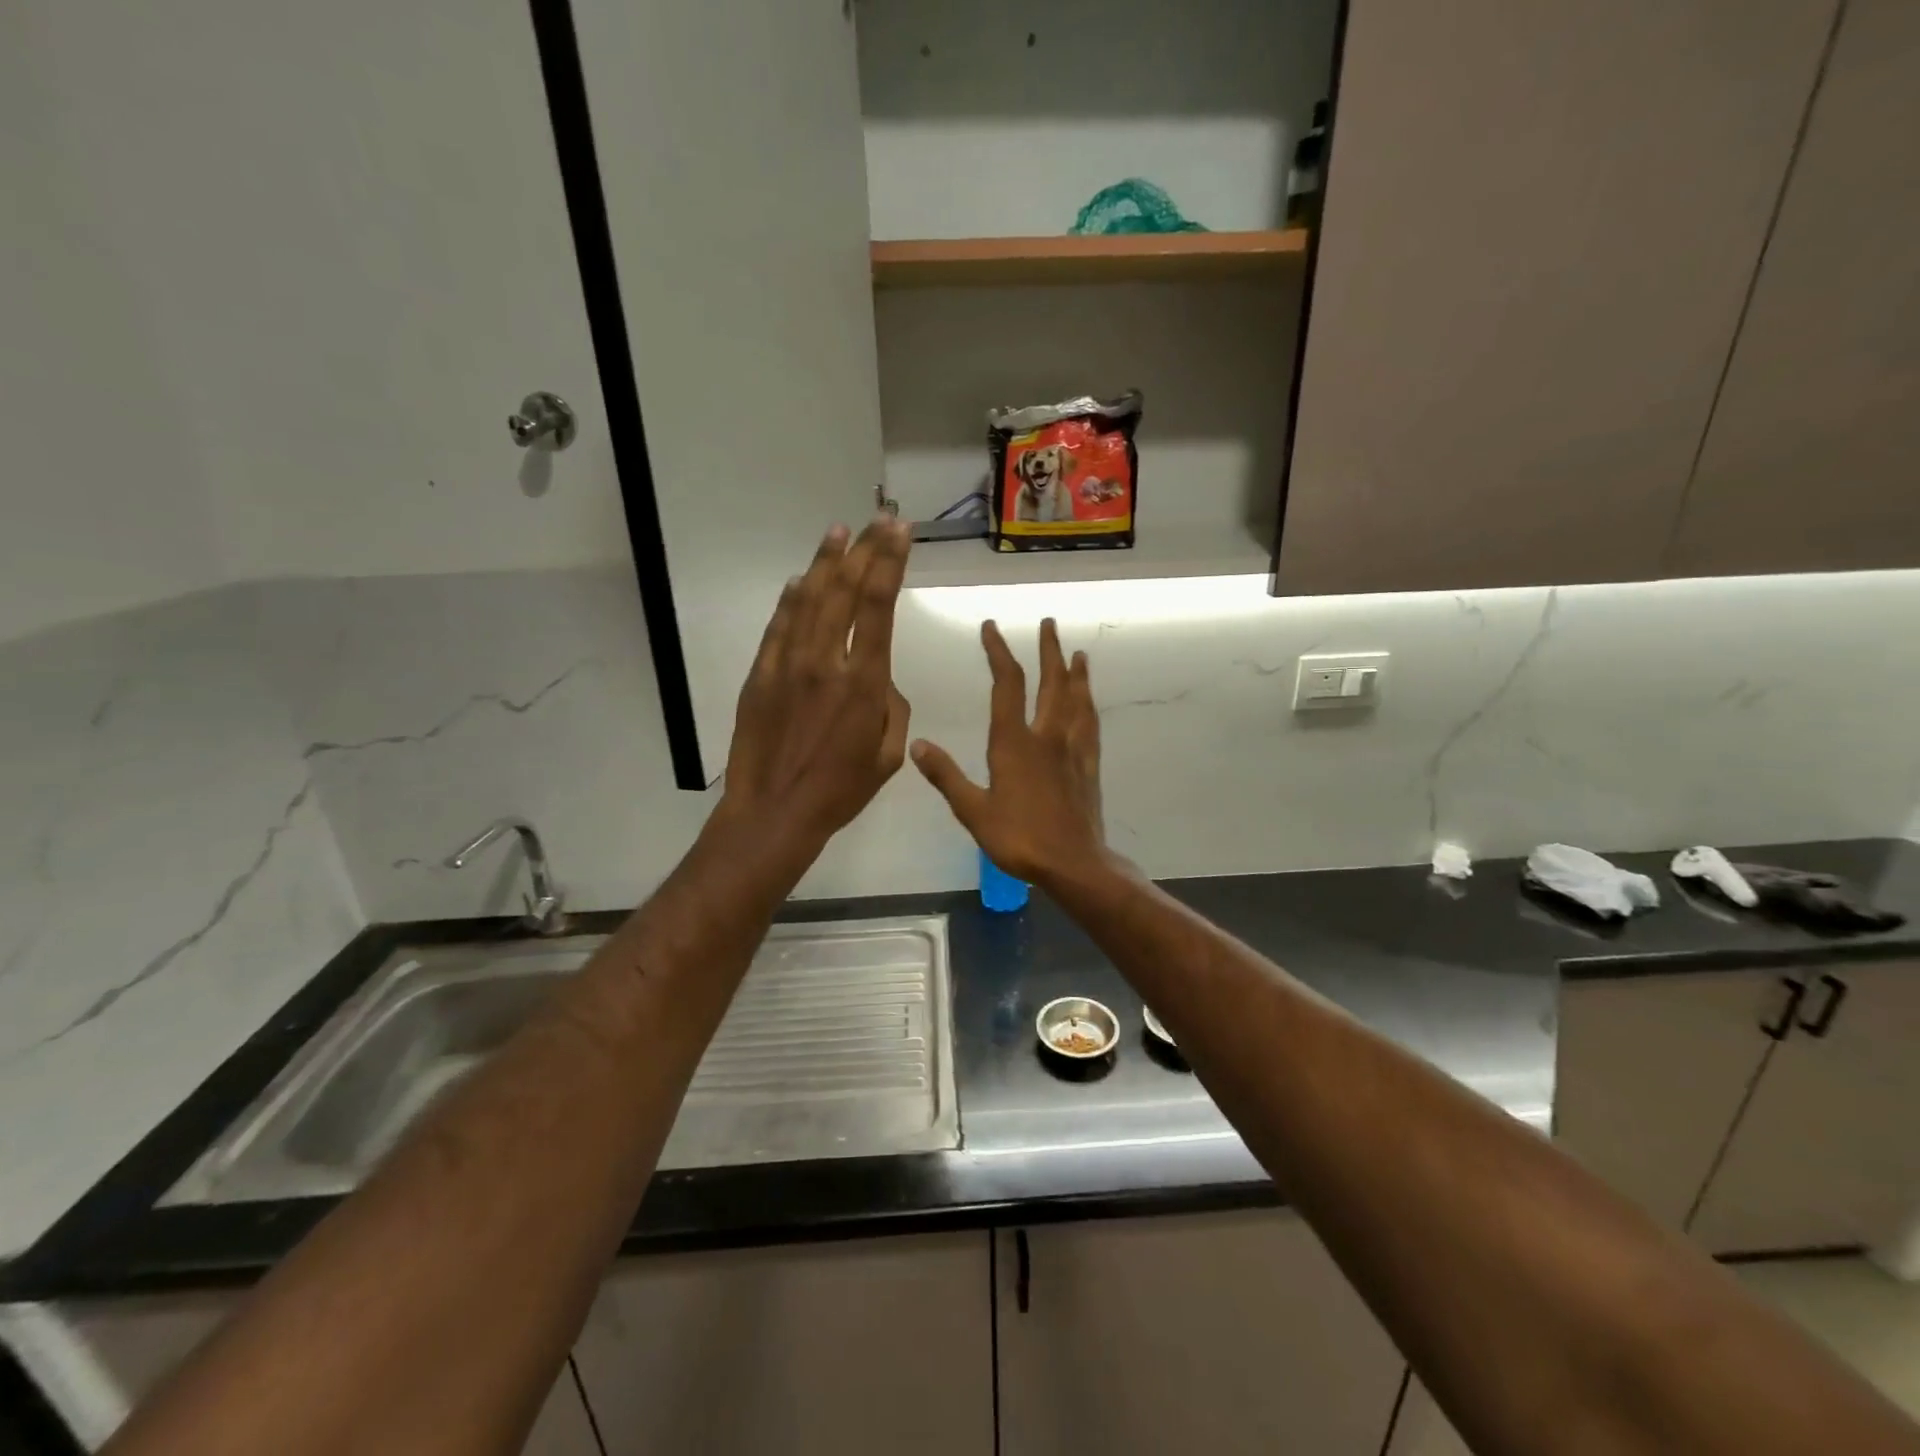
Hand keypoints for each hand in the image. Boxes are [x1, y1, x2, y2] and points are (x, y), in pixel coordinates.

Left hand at [721, 518, 911, 848]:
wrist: (774, 812)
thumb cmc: (840, 791)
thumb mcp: (887, 755)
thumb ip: (890, 707)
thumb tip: (878, 679)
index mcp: (863, 683)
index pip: (878, 607)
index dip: (889, 562)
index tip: (899, 532)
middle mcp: (825, 662)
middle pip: (845, 591)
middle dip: (865, 550)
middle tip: (879, 519)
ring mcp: (787, 665)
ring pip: (809, 600)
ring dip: (826, 562)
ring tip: (839, 531)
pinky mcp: (759, 675)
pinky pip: (778, 626)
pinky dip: (791, 599)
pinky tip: (801, 580)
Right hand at [911, 618, 1111, 889]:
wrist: (1073, 863)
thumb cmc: (1019, 838)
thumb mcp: (973, 811)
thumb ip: (946, 775)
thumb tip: (917, 744)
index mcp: (1014, 743)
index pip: (1007, 685)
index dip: (998, 652)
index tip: (992, 627)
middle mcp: (1046, 736)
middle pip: (1050, 683)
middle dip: (1047, 650)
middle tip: (1048, 622)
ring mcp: (1072, 749)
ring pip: (1076, 700)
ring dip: (1076, 673)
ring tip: (1078, 652)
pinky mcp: (1088, 766)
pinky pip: (1090, 726)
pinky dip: (1089, 706)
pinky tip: (1090, 702)